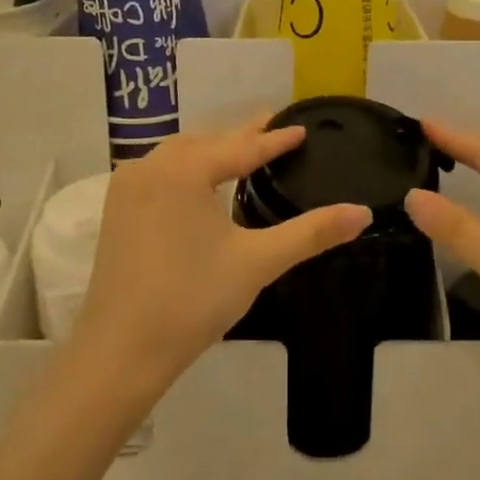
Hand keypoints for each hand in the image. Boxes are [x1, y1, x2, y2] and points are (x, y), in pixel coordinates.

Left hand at [75, 119, 371, 394]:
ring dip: (212, 150)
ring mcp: (127, 188)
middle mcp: (150, 167)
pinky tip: (200, 182)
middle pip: (206, 143)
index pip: (241, 148)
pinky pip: (159, 173)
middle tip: (275, 130)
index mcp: (182, 171)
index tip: (302, 128)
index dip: (275, 140)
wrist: (121, 351)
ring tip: (242, 150)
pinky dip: (186, 169)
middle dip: (242, 137)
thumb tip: (363, 213)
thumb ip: (312, 232)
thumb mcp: (258, 262)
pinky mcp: (116, 210)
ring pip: (178, 156)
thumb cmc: (193, 300)